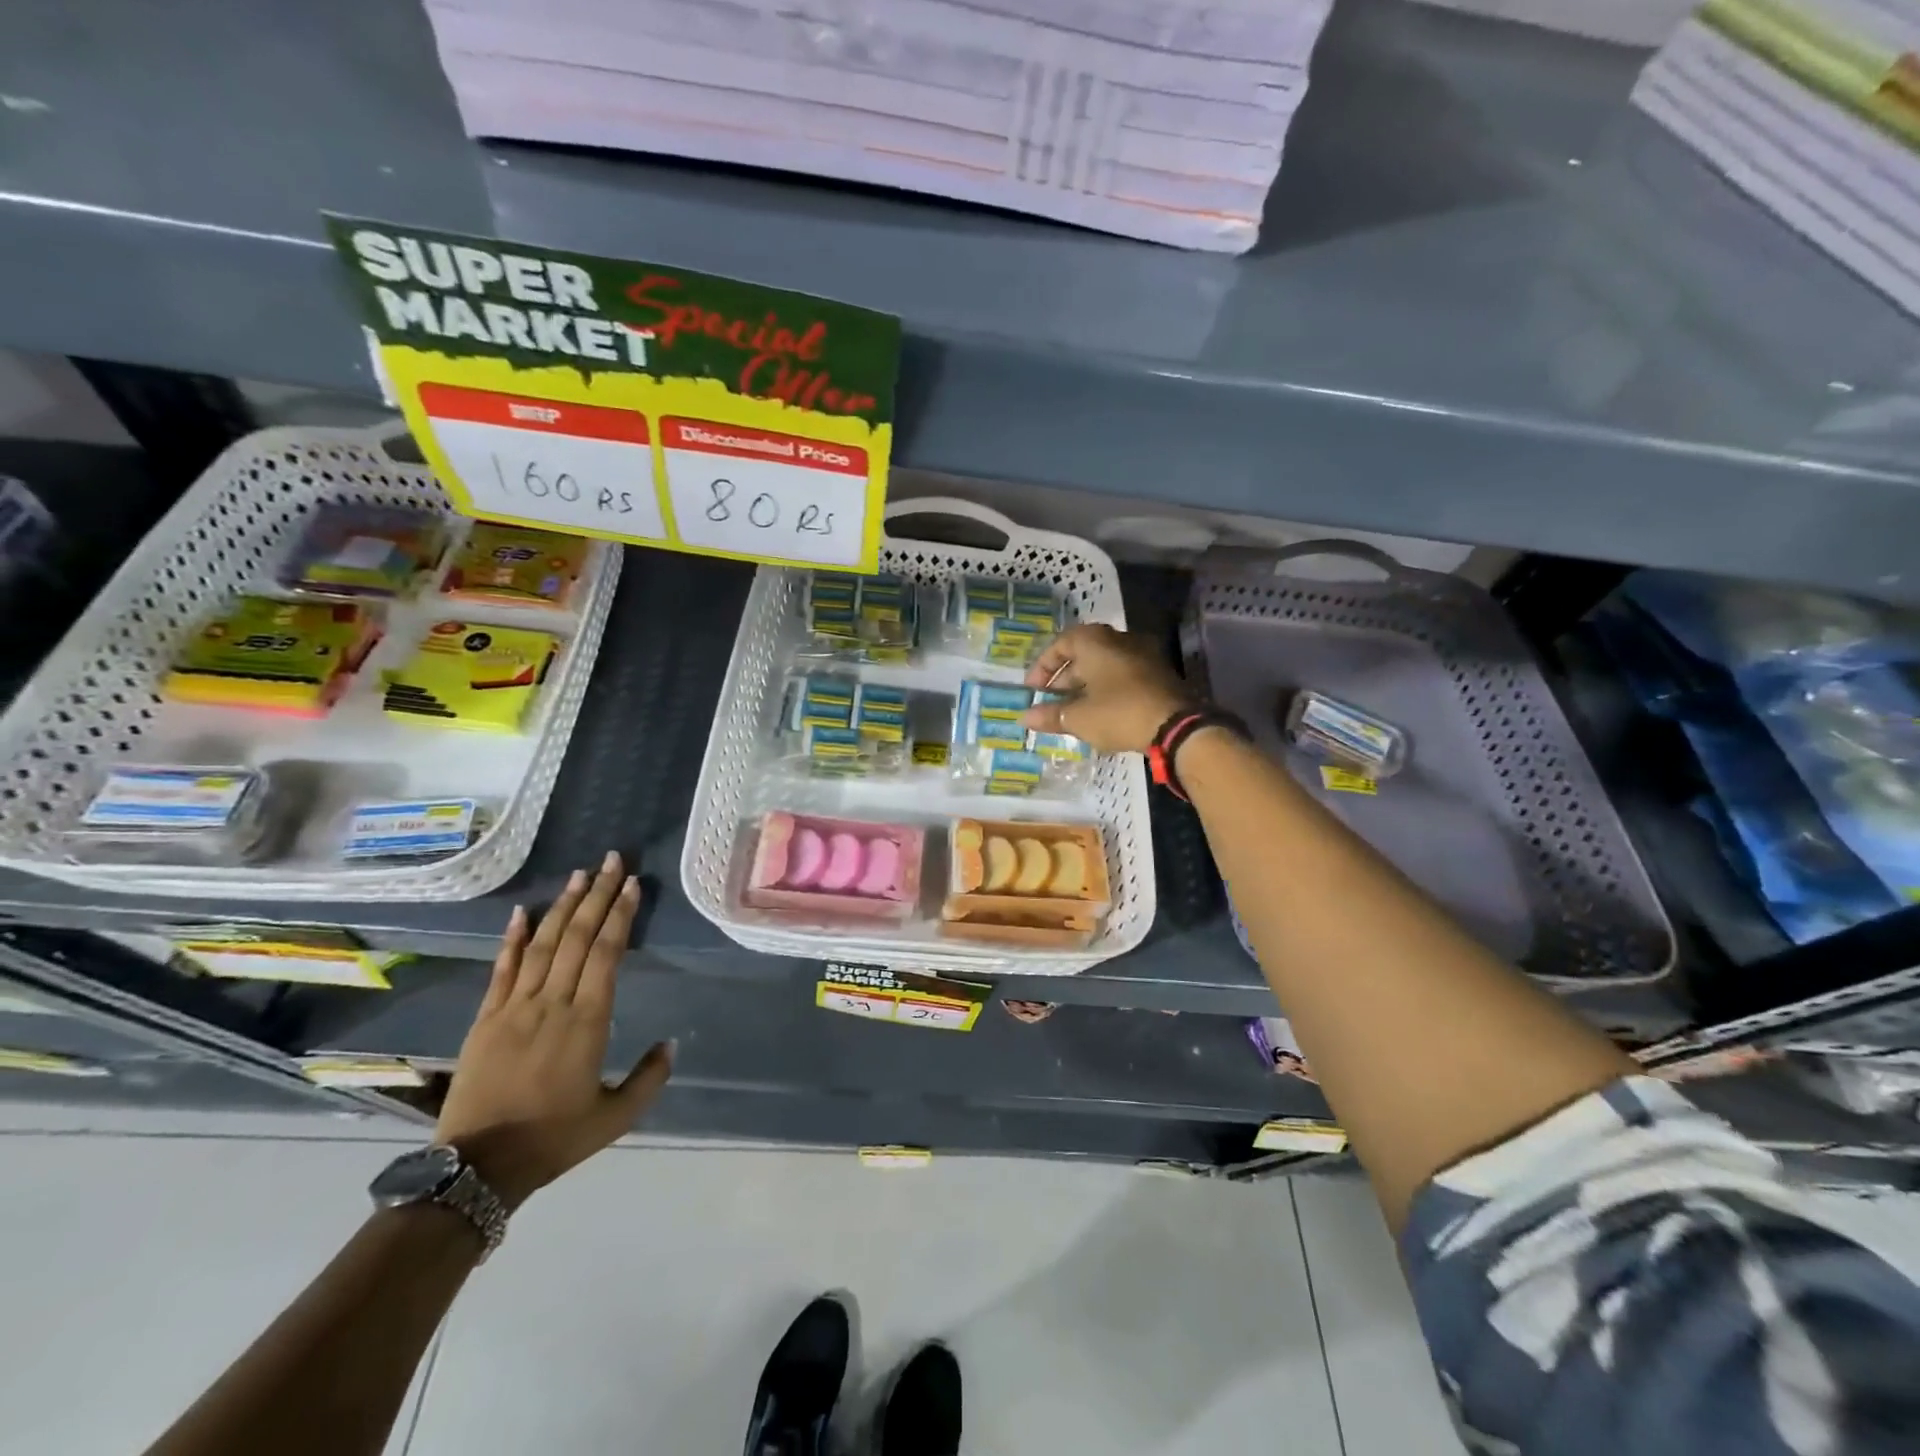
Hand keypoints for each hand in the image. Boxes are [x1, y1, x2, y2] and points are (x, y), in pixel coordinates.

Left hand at [435, 852, 671, 1209]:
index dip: (621, 915)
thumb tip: (672, 1043)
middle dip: (598, 895)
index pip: (607, 952)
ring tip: (579, 874)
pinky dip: (513, 938)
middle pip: (579, 937)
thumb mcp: (615, 1117)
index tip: (631, 885)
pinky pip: (502, 969)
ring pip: (544, 943)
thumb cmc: (553, 1139)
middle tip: (612, 861)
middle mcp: (553, 1002)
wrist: (477, 1168)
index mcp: (587, 1020)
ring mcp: (514, 1007)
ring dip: (563, 906)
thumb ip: (650, 1078)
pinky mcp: (486, 1018)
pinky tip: (521, 912)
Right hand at [1020, 624, 1192, 753]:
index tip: (1033, 689)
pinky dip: (1106, 689)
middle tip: (1051, 701)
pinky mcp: (1158, 674)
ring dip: (1085, 685)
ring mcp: (1143, 655)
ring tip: (1072, 710)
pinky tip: (1099, 713)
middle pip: (1083, 653)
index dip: (1043, 666)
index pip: (1061, 643)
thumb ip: (1051, 715)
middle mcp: (1120, 640)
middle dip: (1064, 678)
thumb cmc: (1119, 713)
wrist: (1177, 726)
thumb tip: (1025, 717)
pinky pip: (1122, 675)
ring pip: (1104, 665)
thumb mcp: (1079, 718)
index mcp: (1096, 641)